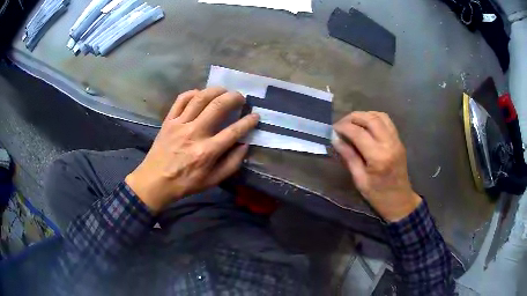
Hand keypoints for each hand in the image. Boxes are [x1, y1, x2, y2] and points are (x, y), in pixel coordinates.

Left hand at [125, 87, 258, 211]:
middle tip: (241, 98)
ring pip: (200, 98)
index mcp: (207, 152)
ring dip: (215, 90)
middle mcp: (195, 133)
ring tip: (224, 90)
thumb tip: (244, 144)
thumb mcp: (212, 181)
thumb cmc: (185, 183)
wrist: (155, 181)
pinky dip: (192, 93)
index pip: (234, 131)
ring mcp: (179, 124)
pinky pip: (181, 100)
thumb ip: (232, 164)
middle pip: (218, 106)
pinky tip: (200, 94)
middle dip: (234, 98)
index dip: (248, 122)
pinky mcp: (168, 121)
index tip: (255, 115)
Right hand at [332, 112, 421, 221]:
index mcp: (378, 157)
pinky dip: (374, 118)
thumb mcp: (360, 180)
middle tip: (341, 123)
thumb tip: (335, 139)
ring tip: (352, 122)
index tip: (333, 129)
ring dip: (364, 115)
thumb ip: (349, 157)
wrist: (400, 201)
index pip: (358, 133)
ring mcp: (396, 141)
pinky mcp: (399, 141)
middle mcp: (389, 144)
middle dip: (353, 117)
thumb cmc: (378, 196)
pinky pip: (387, 121)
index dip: (343, 127)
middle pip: (371, 119)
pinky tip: (366, 125)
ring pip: (380, 116)